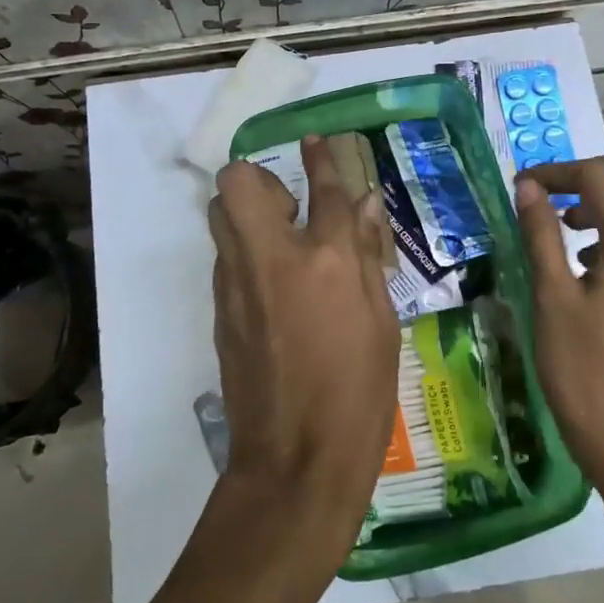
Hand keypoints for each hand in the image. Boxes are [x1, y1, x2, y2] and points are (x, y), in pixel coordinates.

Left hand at [210, 135, 400, 559]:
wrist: (295, 461)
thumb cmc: (359, 394)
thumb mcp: (383, 323)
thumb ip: (370, 256)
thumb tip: (364, 205)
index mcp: (328, 260)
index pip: (325, 188)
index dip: (323, 157)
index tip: (316, 141)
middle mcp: (273, 258)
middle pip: (238, 182)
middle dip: (259, 180)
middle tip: (290, 212)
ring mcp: (237, 283)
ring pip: (221, 217)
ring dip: (246, 214)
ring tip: (280, 247)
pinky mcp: (220, 310)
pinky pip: (225, 259)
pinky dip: (244, 255)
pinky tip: (272, 290)